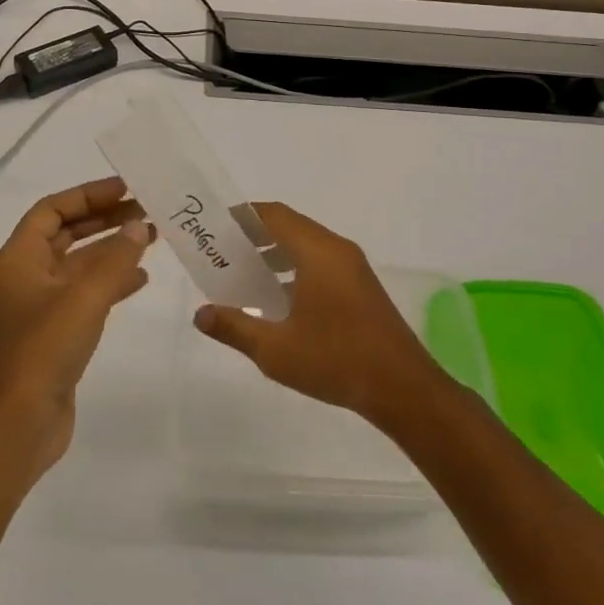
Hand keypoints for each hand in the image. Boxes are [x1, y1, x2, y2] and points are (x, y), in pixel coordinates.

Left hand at [0, 177, 154, 476]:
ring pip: (78, 266)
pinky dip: (110, 283)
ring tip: (152, 237)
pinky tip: (140, 279)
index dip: (87, 195)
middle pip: (66, 234)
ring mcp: (38, 309)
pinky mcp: (53, 335)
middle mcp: (24, 278)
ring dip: (111, 250)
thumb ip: (115, 260)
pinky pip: (84, 295)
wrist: (15, 427)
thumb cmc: (41, 352)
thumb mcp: (83, 298)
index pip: (52, 210)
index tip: (126, 189)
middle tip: (146, 210)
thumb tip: (139, 227)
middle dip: (104, 220)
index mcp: (18, 260)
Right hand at [193, 202, 448, 426]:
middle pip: (290, 227)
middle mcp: (337, 250)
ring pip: (307, 246)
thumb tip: (200, 314)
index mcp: (317, 253)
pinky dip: (295, 268)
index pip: (275, 216)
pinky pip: (321, 263)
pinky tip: (277, 299)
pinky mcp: (361, 287)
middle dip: (255, 236)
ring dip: (275, 253)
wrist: (403, 389)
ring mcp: (353, 268)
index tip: (216, 227)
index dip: (244, 216)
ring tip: (244, 274)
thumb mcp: (276, 349)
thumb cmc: (336, 361)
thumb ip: (235, 327)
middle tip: (223, 252)